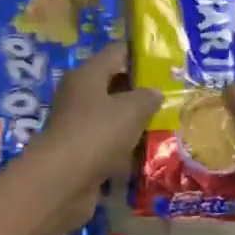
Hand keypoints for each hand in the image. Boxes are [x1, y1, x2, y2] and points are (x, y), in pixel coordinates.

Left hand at [24, 44, 159, 228]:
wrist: (62, 181)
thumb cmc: (97, 133)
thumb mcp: (131, 109)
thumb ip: (147, 97)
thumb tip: (154, 92)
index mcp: (87, 75)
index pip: (116, 52)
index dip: (141, 54)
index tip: (166, 62)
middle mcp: (78, 96)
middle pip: (113, 85)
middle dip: (141, 91)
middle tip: (172, 96)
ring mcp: (77, 126)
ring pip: (111, 117)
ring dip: (134, 123)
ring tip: (166, 125)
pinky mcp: (79, 154)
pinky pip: (108, 145)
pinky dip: (125, 149)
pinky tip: (147, 154)